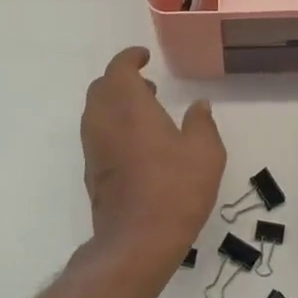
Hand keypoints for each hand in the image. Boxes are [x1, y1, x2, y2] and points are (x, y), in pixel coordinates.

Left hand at [82, 47, 224, 266]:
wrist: (137, 240)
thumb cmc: (175, 189)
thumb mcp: (205, 152)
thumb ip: (201, 123)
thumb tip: (199, 105)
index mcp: (128, 106)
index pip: (119, 68)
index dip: (130, 58)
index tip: (144, 57)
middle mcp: (103, 121)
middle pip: (102, 88)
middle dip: (122, 80)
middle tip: (148, 85)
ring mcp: (93, 148)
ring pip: (96, 112)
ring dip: (116, 104)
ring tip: (146, 113)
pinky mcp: (92, 172)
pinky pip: (97, 135)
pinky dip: (113, 127)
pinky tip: (138, 145)